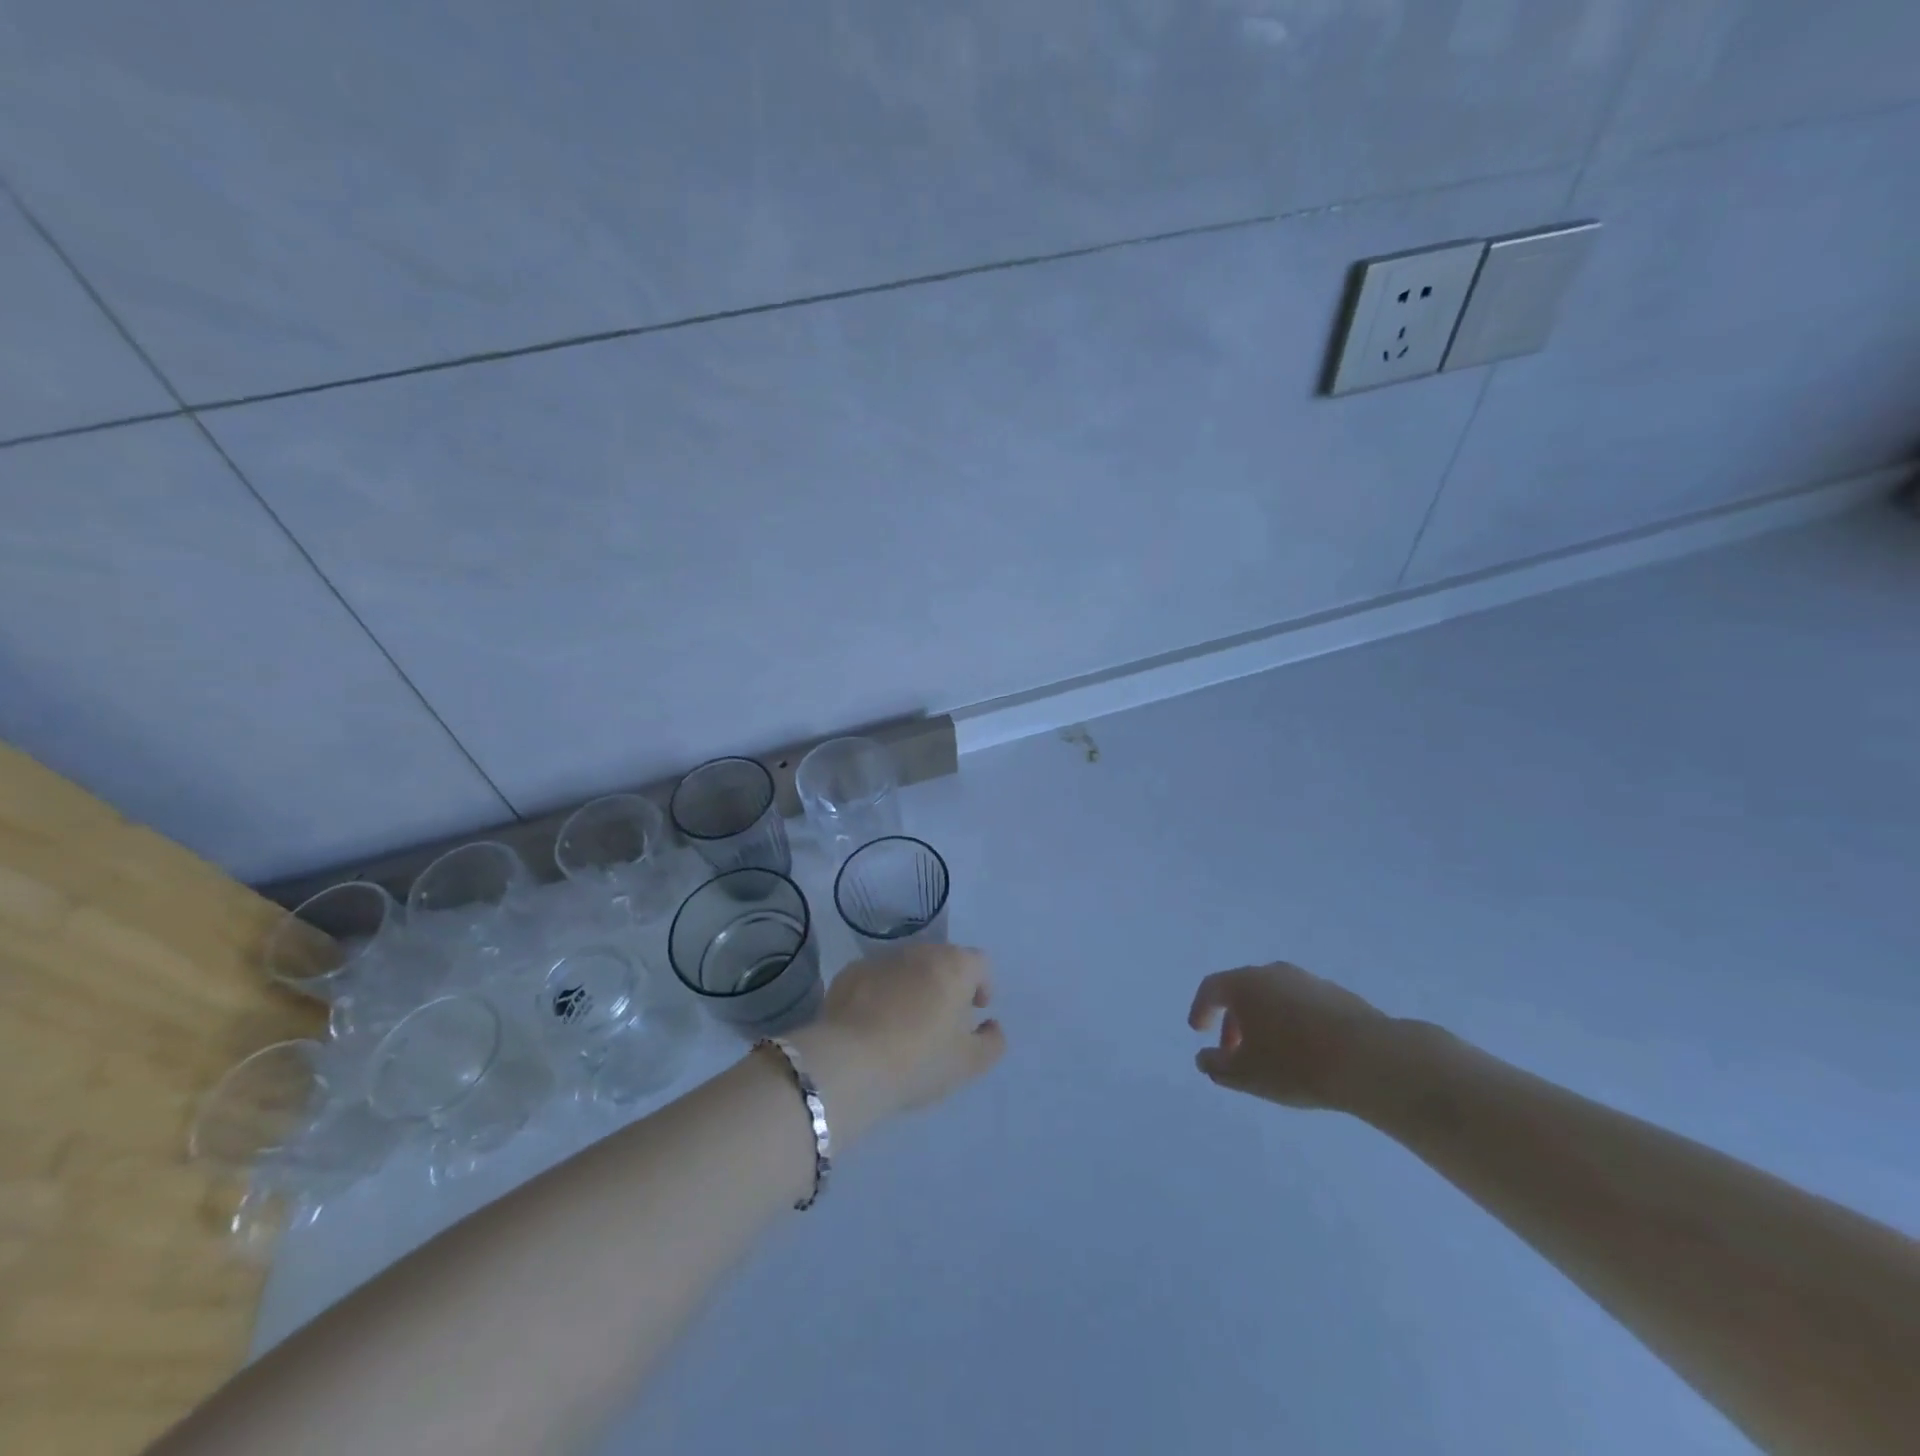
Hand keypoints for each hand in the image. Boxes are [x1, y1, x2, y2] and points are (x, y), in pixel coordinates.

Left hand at [791, 945, 1004, 1137]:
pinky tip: (873, 1025)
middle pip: (942, 960)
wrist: (849, 1064)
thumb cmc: (918, 1061)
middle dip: (947, 984)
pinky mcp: (849, 974)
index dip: (982, 984)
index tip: (975, 1010)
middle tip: (942, 1020)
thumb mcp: (968, 1063)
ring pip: (906, 968)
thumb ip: (992, 1042)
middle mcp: (918, 952)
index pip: (979, 962)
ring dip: (912, 987)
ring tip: (905, 1024)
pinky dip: (880, 994)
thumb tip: (991, 1025)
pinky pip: (875, 979)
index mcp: (953, 966)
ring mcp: (880, 960)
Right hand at [1188, 963, 1391, 1112]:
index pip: (1211, 988)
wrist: (1370, 1060)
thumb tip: (1204, 1058)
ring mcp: (1309, 981)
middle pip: (1243, 991)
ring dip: (1265, 1022)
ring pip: (1275, 997)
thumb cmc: (1295, 1063)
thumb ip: (1216, 1066)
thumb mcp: (1245, 1074)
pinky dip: (1294, 1024)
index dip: (1201, 1009)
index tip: (1199, 1031)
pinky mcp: (1339, 996)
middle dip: (1233, 1021)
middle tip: (1234, 1051)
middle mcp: (1274, 973)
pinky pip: (1303, 1006)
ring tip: (1271, 1055)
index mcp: (1245, 984)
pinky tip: (1306, 1053)